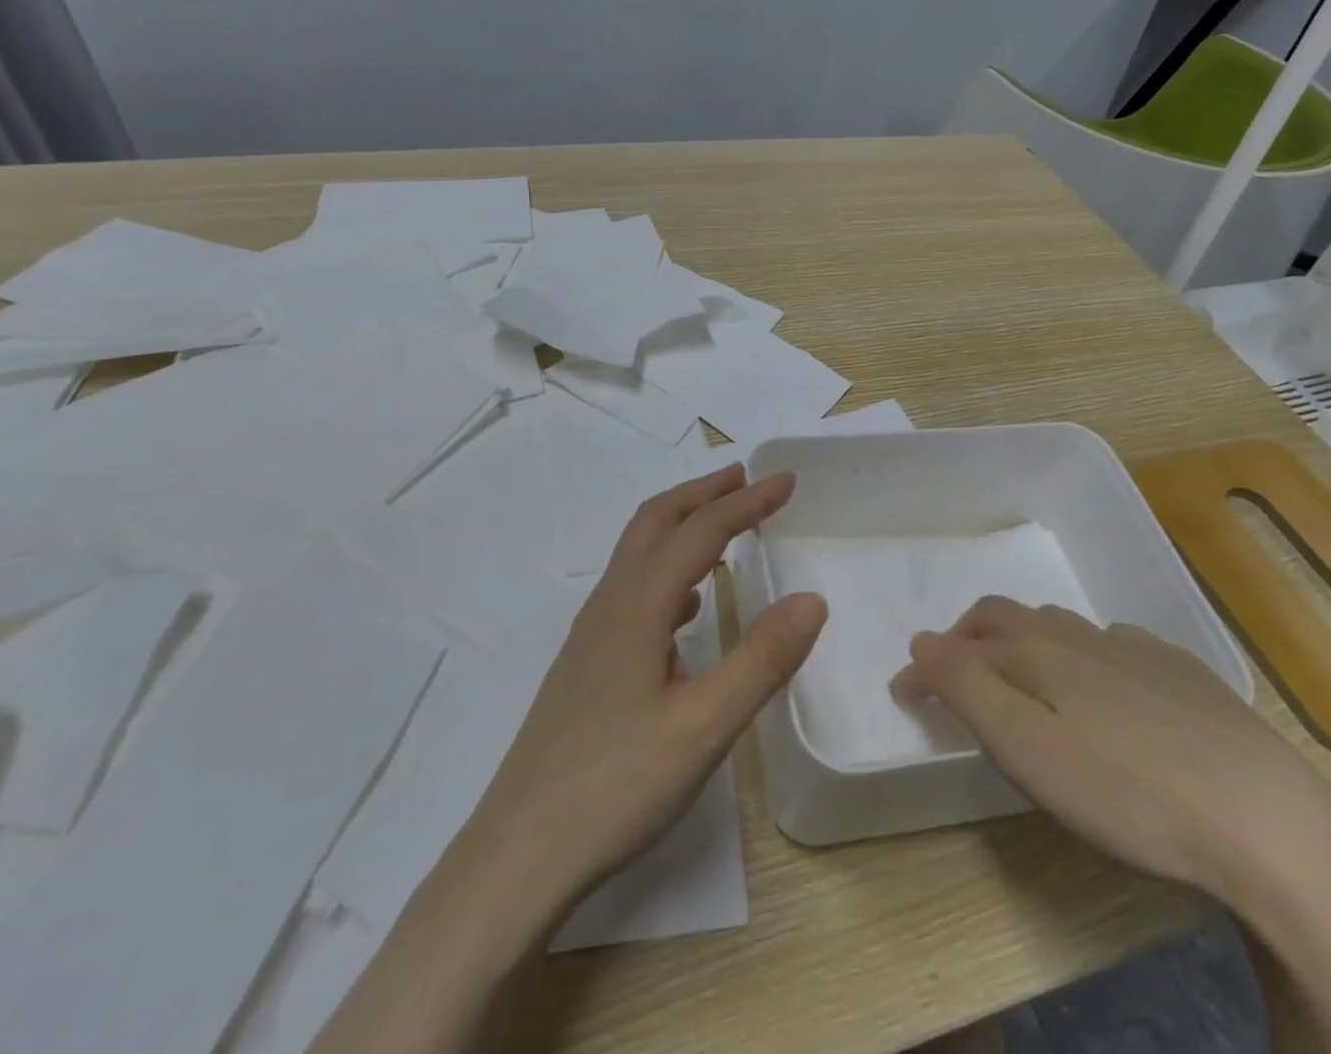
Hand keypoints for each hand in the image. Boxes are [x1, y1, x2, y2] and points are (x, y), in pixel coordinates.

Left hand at [447, 463, 827, 927]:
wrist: (519, 852)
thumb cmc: (616, 786)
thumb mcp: (705, 727)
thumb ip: (762, 660)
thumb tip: (812, 599)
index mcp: (638, 605)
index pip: (701, 530)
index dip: (747, 501)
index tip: (787, 480)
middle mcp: (610, 604)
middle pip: (656, 521)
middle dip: (705, 492)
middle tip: (748, 479)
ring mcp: (591, 633)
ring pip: (639, 552)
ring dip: (683, 525)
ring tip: (723, 527)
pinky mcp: (586, 662)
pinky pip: (631, 589)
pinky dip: (666, 569)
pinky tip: (685, 606)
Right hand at [890, 597, 1330, 901]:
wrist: (1270, 822)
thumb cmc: (1130, 793)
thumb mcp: (1028, 750)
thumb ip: (968, 689)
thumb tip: (923, 642)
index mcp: (1036, 653)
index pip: (959, 642)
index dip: (926, 665)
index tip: (905, 698)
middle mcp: (1077, 636)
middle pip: (1005, 618)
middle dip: (967, 639)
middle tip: (953, 679)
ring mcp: (1133, 649)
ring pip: (1057, 626)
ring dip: (1021, 642)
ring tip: (1019, 678)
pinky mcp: (1181, 672)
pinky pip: (1111, 642)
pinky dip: (1080, 653)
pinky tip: (1102, 687)